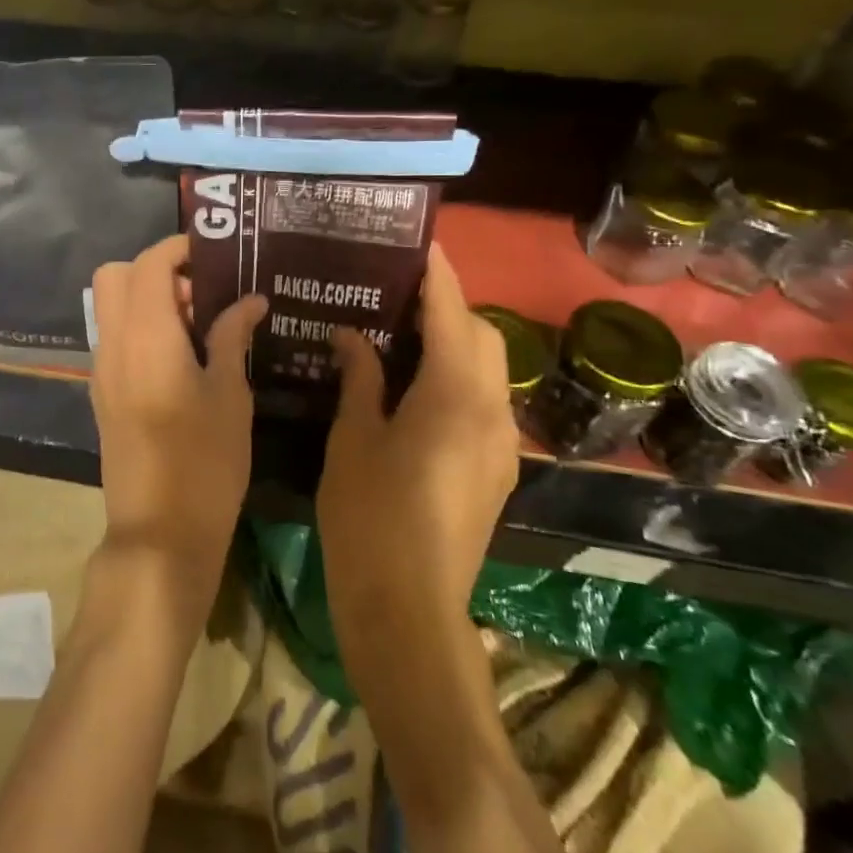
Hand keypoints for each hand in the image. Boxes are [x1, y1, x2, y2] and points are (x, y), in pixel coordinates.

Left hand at [88, 236, 268, 581]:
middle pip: (115, 276)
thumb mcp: (230, 395)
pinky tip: (180, 358)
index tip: (213, 255)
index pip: (148, 264)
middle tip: (201, 294)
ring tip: (198, 327)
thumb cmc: (205, 462)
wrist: (158, 532)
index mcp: (147, 337)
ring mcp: (102, 371)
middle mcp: (114, 345)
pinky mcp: (102, 395)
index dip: (178, 249)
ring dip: (147, 300)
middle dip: (155, 270)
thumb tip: (248, 301)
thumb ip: (231, 337)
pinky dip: (139, 329)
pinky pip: (114, 339)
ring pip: (111, 308)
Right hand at [318, 243, 517, 634]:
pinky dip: (455, 379)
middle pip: (479, 335)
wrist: (407, 609)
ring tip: (400, 335)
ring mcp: (500, 444)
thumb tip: (353, 335)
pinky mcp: (494, 470)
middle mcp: (491, 410)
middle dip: (447, 305)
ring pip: (486, 369)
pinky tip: (413, 390)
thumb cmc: (369, 516)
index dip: (437, 273)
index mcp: (453, 395)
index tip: (419, 243)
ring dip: (453, 343)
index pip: (451, 312)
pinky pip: (481, 402)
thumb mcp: (353, 438)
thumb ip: (360, 377)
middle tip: (394, 295)